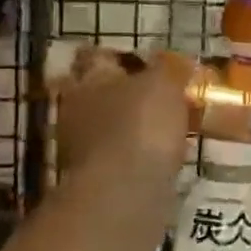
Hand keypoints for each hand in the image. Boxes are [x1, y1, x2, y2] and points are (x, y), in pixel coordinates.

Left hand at [54, 57, 186, 185]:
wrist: (122, 195)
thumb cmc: (141, 126)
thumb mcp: (164, 84)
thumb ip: (169, 68)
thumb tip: (175, 59)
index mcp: (89, 78)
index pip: (97, 56)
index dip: (120, 56)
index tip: (146, 61)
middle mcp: (76, 109)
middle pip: (100, 93)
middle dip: (125, 94)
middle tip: (159, 96)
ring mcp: (81, 147)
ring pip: (109, 127)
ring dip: (131, 127)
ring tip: (165, 130)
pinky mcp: (94, 180)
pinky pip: (118, 158)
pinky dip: (135, 156)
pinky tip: (159, 159)